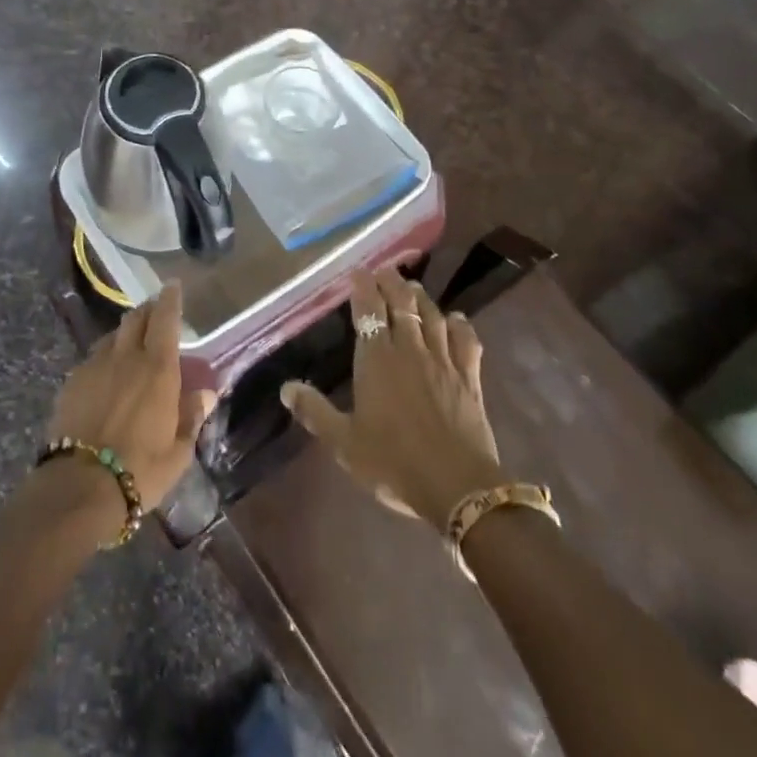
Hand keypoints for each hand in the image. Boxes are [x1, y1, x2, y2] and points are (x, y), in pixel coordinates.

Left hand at [47, 282, 215, 517]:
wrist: (80, 485)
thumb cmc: (140, 470)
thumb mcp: (178, 452)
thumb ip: (191, 416)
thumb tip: (205, 393)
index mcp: (158, 369)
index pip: (165, 320)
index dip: (170, 300)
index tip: (173, 286)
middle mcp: (126, 358)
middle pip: (136, 318)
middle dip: (148, 310)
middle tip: (156, 311)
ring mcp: (95, 366)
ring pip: (113, 336)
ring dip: (126, 333)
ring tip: (132, 343)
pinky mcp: (72, 381)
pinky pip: (93, 358)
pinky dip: (106, 356)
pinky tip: (107, 374)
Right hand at [281, 268, 503, 524]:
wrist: (457, 486)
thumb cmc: (393, 462)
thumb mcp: (344, 442)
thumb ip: (315, 411)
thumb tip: (286, 388)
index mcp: (376, 360)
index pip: (368, 311)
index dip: (363, 288)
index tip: (358, 272)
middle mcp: (409, 350)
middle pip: (402, 305)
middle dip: (391, 284)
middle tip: (385, 270)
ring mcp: (443, 361)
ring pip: (432, 317)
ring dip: (421, 298)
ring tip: (412, 286)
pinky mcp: (469, 378)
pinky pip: (466, 341)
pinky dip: (460, 324)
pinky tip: (456, 317)